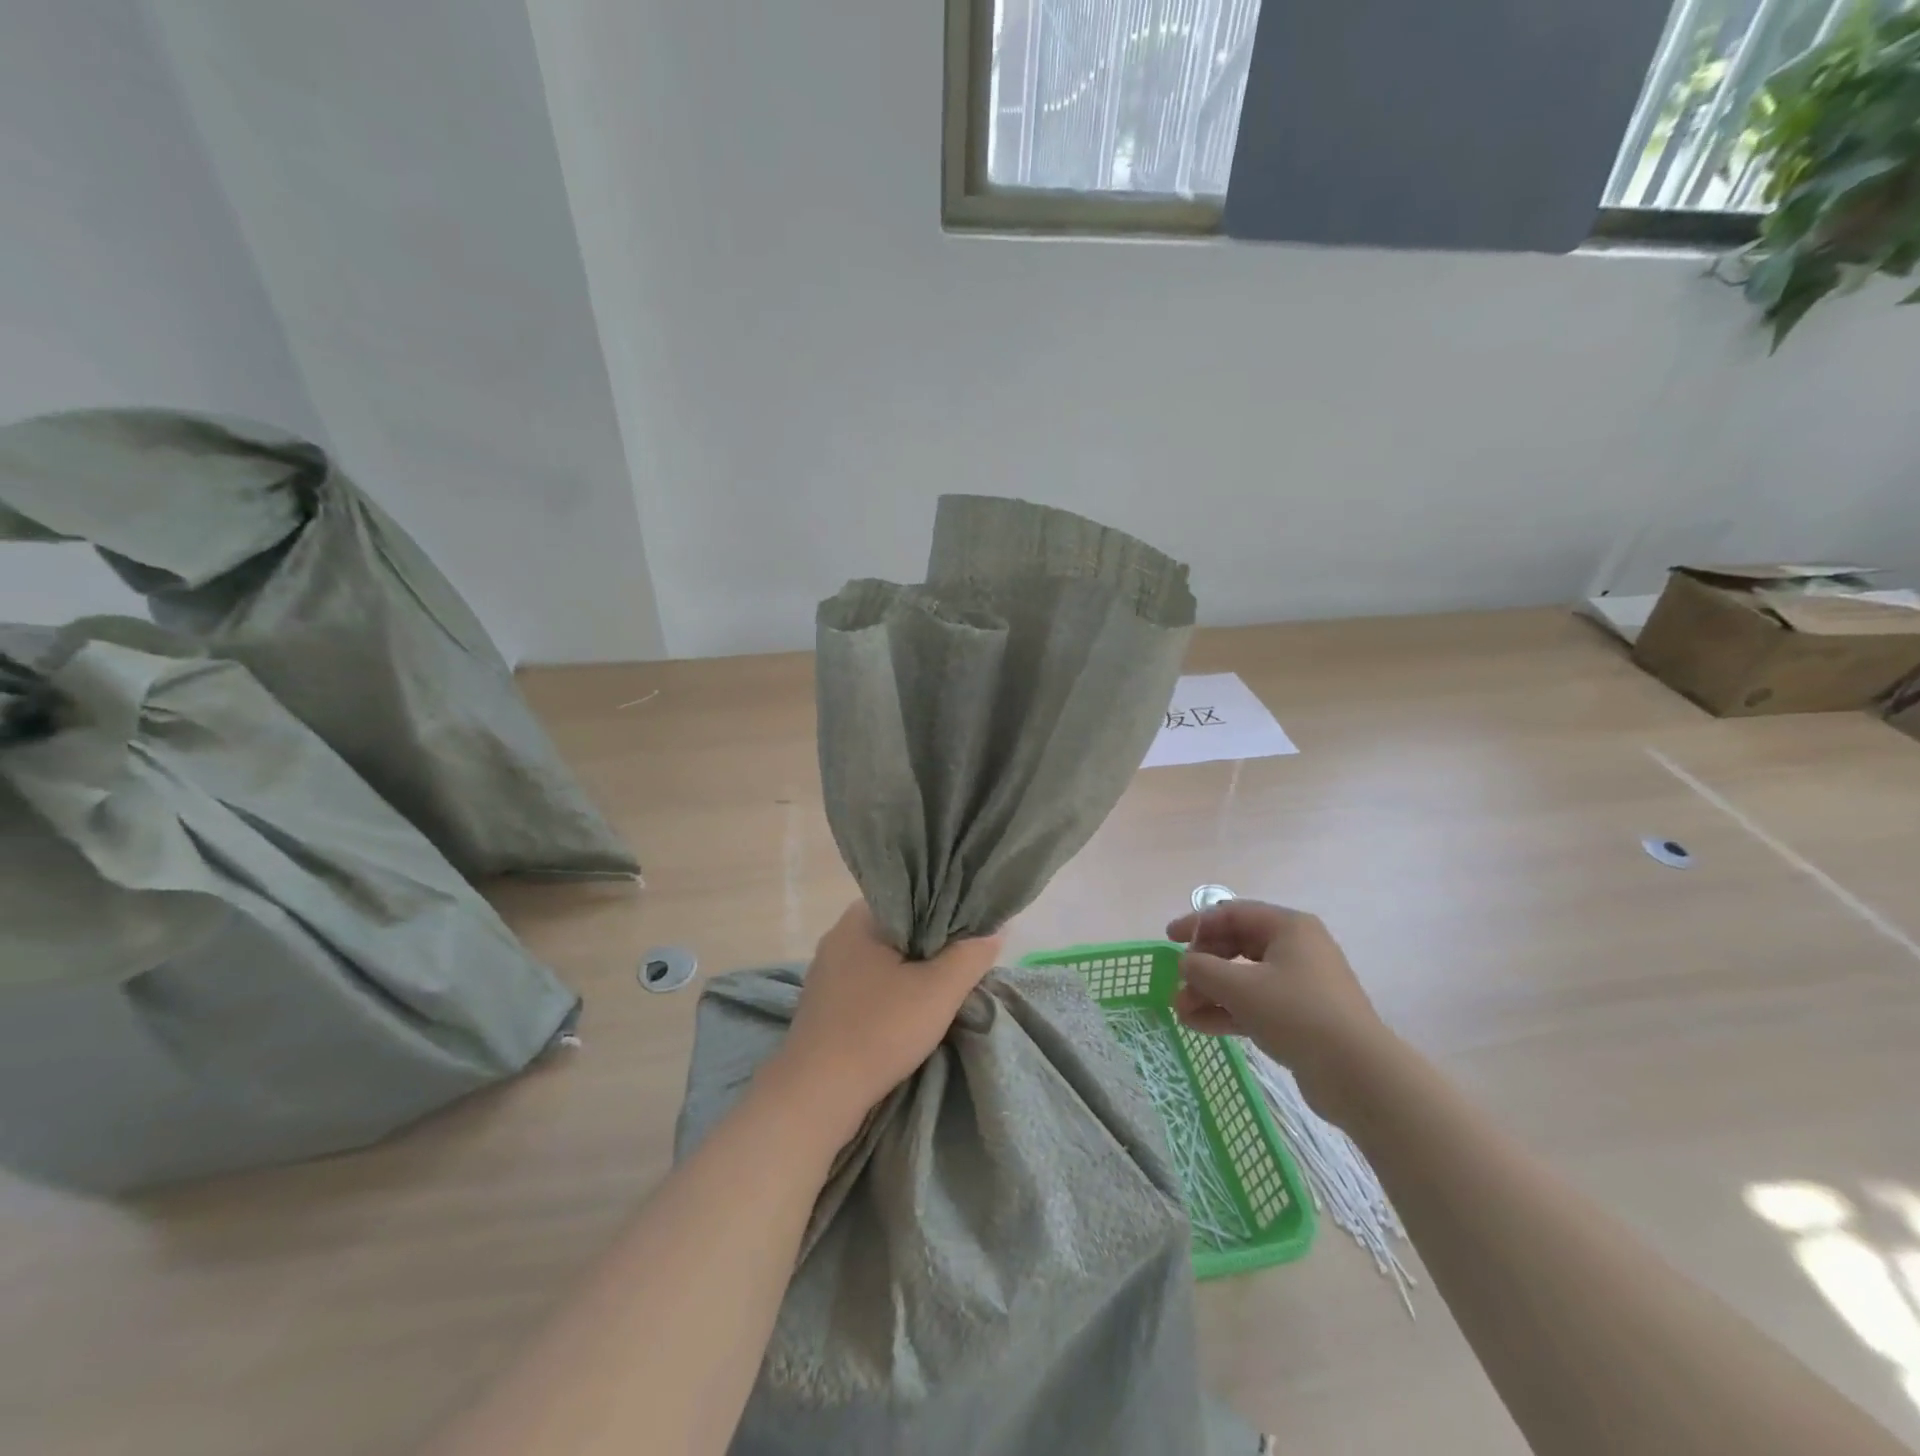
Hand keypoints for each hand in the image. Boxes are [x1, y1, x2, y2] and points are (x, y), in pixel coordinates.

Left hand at [770, 902, 1002, 1133]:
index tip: (973, 928)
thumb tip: (996, 930)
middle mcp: (839, 935)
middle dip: (933, 944)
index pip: (913, 895)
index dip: (947, 908)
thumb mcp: (939, 991)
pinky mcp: (825, 1002)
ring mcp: (828, 970)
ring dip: (913, 971)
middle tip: (967, 959)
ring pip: (885, 958)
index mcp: (860, 917)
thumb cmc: (879, 1030)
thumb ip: (971, 955)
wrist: (816, 1095)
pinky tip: (912, 1009)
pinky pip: (869, 983)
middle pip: (900, 928)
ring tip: (946, 985)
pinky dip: (893, 990)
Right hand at [1166, 899, 1389, 1124]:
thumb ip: (1202, 968)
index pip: (1231, 913)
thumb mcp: (1240, 986)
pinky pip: (1256, 1004)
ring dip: (1210, 992)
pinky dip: (1228, 1011)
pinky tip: (1199, 1027)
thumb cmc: (1296, 1013)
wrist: (1357, 1074)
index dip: (1196, 924)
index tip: (1168, 940)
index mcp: (1288, 927)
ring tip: (1181, 1012)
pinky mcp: (1302, 1017)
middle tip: (1178, 984)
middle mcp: (1296, 948)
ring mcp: (1301, 984)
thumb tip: (1185, 964)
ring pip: (1244, 978)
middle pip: (1236, 946)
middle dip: (1202, 966)